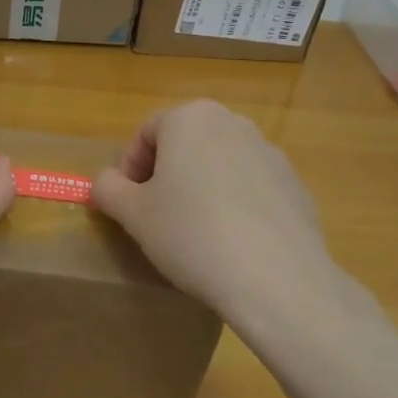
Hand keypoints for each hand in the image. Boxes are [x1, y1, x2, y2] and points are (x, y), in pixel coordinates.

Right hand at [91, 99, 344, 328]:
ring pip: (219, 164)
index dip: (129, 168)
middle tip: (157, 217)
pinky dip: (235, 204)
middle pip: (185, 143)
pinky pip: (251, 187)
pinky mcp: (293, 183)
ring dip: (201, 188)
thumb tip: (104, 181)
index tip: (128, 205)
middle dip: (166, 175)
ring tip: (196, 233)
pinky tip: (233, 242)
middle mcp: (232, 122)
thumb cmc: (191, 235)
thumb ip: (108, 188)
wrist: (276, 278)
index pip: (146, 133)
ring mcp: (268, 151)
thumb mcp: (134, 215)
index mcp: (191, 118)